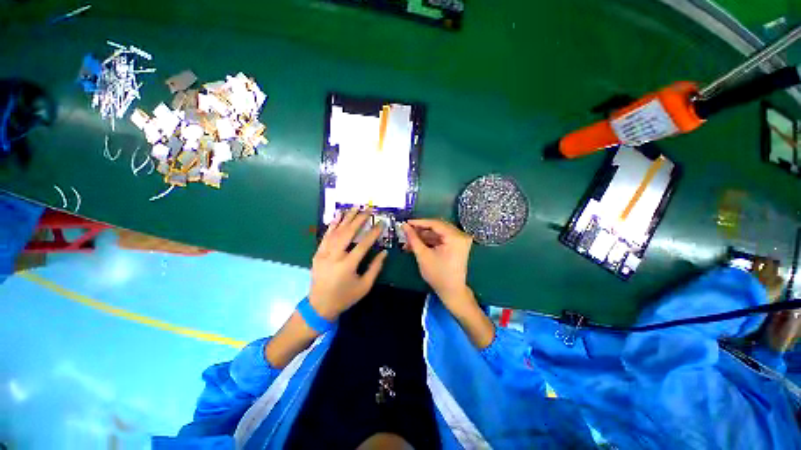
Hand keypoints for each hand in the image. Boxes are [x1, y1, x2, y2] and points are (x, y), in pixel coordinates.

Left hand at [309, 208, 387, 320]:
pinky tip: (338, 215)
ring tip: (355, 207)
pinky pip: (326, 235)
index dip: (373, 233)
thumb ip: (375, 268)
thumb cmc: (345, 297)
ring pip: (336, 231)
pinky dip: (332, 224)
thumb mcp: (364, 286)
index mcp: (347, 265)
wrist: (319, 306)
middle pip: (348, 233)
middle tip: (368, 209)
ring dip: (346, 218)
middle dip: (359, 219)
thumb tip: (384, 252)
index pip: (363, 244)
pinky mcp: (317, 253)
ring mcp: (324, 253)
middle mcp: (334, 256)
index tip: (381, 223)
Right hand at [403, 218, 493, 347]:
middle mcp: (460, 235)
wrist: (452, 291)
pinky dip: (430, 241)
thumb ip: (413, 238)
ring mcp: (460, 240)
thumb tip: (404, 225)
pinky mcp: (457, 245)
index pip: (435, 223)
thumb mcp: (423, 255)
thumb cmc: (438, 275)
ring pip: (438, 233)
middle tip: (406, 231)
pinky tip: (417, 244)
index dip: (419, 222)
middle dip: (420, 230)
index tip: (406, 222)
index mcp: (455, 237)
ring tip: (409, 241)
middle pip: (437, 227)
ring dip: (424, 236)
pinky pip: (441, 238)